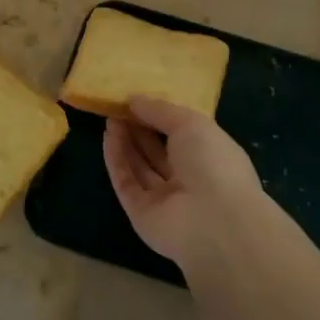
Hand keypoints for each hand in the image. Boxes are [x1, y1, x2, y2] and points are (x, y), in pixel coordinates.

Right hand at [103, 98, 268, 271]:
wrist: (212, 220)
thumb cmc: (212, 162)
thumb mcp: (190, 123)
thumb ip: (160, 110)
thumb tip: (134, 99)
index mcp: (210, 157)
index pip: (182, 135)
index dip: (159, 118)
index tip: (138, 101)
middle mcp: (189, 179)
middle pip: (158, 152)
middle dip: (139, 129)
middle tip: (119, 107)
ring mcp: (165, 200)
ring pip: (140, 167)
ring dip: (125, 142)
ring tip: (110, 117)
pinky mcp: (142, 214)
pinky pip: (127, 183)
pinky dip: (117, 161)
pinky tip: (108, 137)